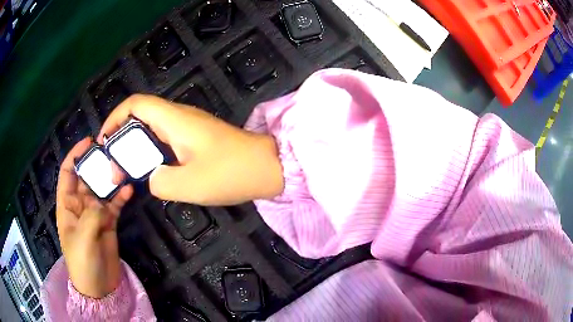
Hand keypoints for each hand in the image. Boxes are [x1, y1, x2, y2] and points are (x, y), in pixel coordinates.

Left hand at [56, 138, 132, 298]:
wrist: (99, 287)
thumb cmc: (82, 263)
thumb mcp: (82, 239)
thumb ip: (91, 216)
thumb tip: (104, 203)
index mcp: (67, 205)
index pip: (68, 173)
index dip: (75, 155)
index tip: (89, 142)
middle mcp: (80, 205)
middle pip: (87, 177)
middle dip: (96, 164)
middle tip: (111, 153)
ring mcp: (95, 214)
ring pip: (102, 189)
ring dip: (111, 179)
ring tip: (123, 168)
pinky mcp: (108, 223)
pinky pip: (114, 205)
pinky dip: (121, 196)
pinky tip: (129, 190)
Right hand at [98, 94, 283, 205]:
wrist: (268, 168)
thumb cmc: (231, 173)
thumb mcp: (189, 184)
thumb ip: (159, 182)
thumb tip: (153, 177)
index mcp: (174, 119)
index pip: (135, 104)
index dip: (114, 118)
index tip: (103, 141)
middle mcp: (179, 117)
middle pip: (140, 116)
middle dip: (121, 137)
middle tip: (114, 165)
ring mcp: (189, 127)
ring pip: (151, 129)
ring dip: (135, 147)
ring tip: (126, 171)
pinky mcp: (196, 139)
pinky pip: (165, 140)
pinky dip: (151, 152)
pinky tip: (150, 171)